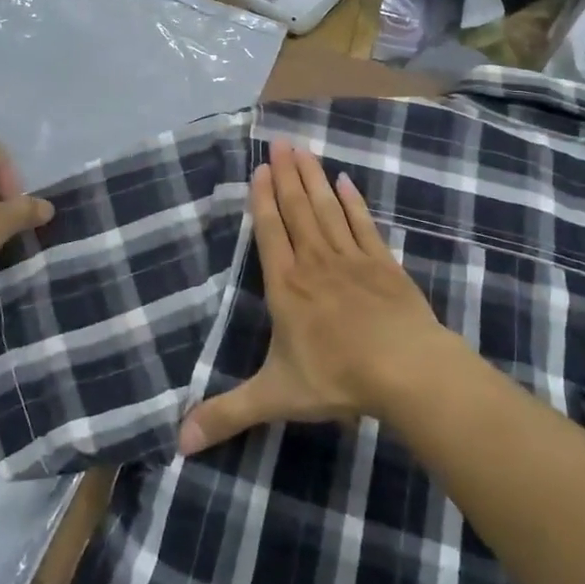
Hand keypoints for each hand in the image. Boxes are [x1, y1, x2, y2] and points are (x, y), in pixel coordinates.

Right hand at [178, 140, 448, 454]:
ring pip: (328, 209)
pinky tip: (347, 182)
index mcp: (286, 286)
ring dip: (314, 178)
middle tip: (280, 141)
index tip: (259, 167)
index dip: (262, 198)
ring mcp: (352, 258)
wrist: (406, 370)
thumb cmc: (337, 378)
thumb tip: (178, 442)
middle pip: (297, 209)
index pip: (269, 232)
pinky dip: (354, 202)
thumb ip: (228, 413)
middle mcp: (315, 262)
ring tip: (304, 149)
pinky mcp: (383, 263)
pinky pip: (364, 224)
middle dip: (286, 175)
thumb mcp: (275, 397)